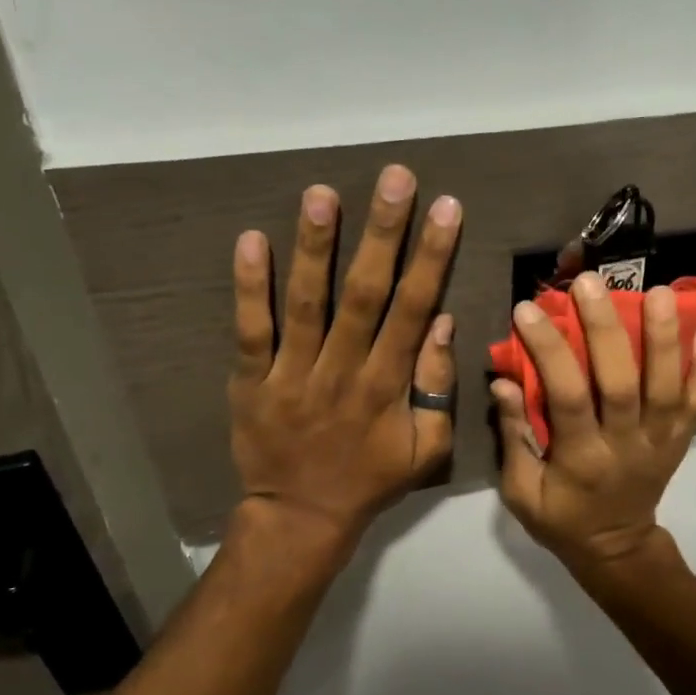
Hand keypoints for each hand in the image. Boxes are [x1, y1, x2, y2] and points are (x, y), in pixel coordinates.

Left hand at [230, 166, 461, 547]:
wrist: (302, 517)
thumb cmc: (370, 480)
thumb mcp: (425, 448)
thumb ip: (436, 387)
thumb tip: (442, 323)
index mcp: (387, 386)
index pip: (413, 309)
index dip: (431, 257)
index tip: (446, 209)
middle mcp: (343, 370)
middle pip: (366, 293)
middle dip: (383, 233)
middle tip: (394, 178)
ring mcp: (292, 374)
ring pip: (307, 303)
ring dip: (315, 246)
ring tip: (323, 193)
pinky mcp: (250, 381)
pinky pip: (250, 331)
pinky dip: (250, 287)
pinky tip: (251, 240)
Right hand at [492, 273, 695, 572]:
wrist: (616, 548)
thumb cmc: (561, 519)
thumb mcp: (521, 492)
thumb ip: (515, 436)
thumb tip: (503, 381)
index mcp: (582, 459)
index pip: (567, 396)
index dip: (549, 350)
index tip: (528, 310)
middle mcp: (626, 445)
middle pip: (622, 382)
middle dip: (606, 329)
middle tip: (590, 283)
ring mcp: (661, 441)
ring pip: (668, 386)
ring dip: (665, 337)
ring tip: (658, 291)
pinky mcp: (681, 439)